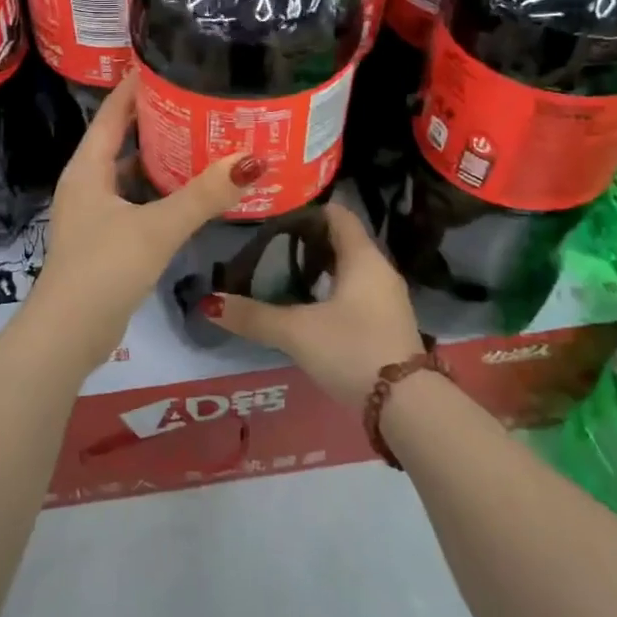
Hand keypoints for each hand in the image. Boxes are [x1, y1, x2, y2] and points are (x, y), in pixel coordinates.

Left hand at [32, 71, 259, 356]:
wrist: (68, 335)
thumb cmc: (104, 269)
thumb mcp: (157, 227)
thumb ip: (203, 195)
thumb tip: (251, 161)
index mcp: (88, 168)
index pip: (113, 112)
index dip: (137, 86)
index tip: (170, 61)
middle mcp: (88, 184)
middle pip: (123, 139)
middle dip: (158, 120)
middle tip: (201, 101)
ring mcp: (95, 213)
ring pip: (131, 173)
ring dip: (161, 158)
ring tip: (203, 140)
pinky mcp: (106, 239)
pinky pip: (137, 201)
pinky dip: (161, 191)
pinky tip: (191, 193)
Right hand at [203, 202, 424, 407]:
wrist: (407, 405)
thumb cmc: (352, 349)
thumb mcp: (296, 332)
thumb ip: (253, 316)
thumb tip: (209, 303)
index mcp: (363, 257)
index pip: (337, 214)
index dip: (307, 211)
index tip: (275, 216)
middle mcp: (380, 270)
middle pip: (343, 241)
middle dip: (308, 241)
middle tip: (270, 246)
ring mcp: (387, 298)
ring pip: (349, 269)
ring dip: (320, 268)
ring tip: (282, 274)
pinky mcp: (387, 323)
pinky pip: (356, 292)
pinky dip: (332, 290)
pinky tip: (308, 307)